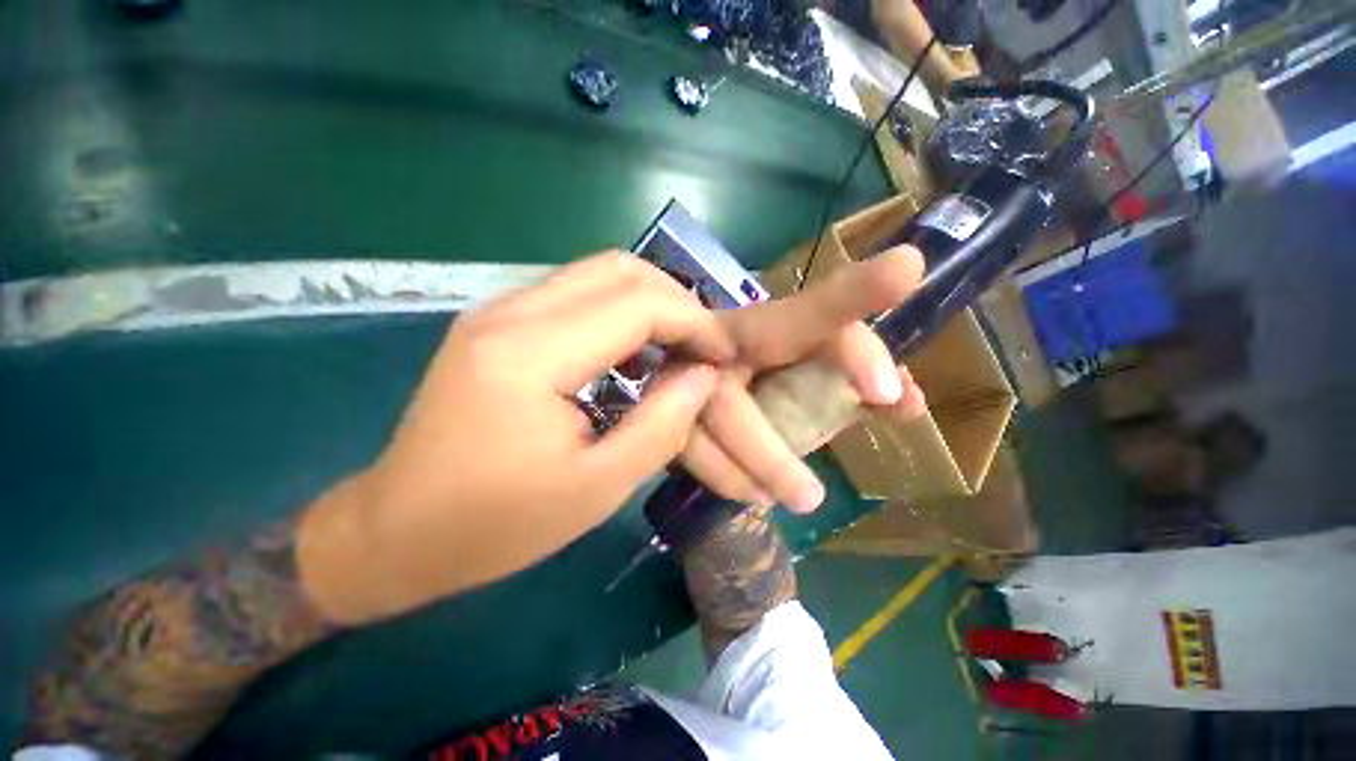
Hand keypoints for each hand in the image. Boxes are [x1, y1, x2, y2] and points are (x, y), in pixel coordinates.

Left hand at [298, 249, 924, 623]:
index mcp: (530, 354)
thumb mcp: (595, 488)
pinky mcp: (499, 324)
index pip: (637, 303)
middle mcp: (510, 313)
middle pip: (618, 269)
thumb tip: (702, 375)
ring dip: (650, 304)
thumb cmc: (494, 526)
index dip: (694, 322)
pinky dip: (620, 314)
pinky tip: (635, 354)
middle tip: (704, 347)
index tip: (725, 355)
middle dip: (676, 302)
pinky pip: (576, 296)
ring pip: (598, 275)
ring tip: (679, 349)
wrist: (395, 532)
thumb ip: (660, 425)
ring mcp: (499, 312)